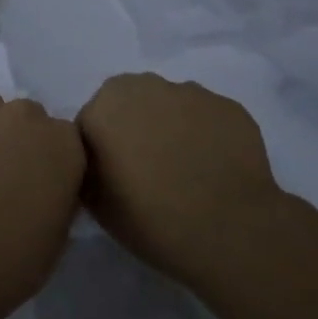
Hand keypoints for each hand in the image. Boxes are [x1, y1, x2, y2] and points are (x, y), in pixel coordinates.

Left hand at [0, 85, 85, 310]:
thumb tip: (45, 191)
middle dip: (21, 139)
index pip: (68, 138)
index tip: (44, 187)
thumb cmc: (15, 256)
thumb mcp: (58, 236)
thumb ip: (58, 198)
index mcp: (64, 143)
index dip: (54, 162)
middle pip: (29, 115)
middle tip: (8, 176)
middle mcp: (24, 117)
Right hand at [76, 73, 285, 294]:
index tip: (114, 179)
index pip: (92, 123)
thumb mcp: (95, 204)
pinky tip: (215, 169)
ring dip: (171, 128)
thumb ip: (88, 168)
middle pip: (131, 104)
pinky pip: (207, 118)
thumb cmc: (151, 219)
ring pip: (171, 106)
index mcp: (104, 106)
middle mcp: (145, 86)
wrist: (229, 231)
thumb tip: (99, 160)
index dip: (101, 151)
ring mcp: (191, 92)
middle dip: (134, 128)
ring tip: (186, 171)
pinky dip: (206, 136)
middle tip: (148, 171)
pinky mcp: (228, 106)